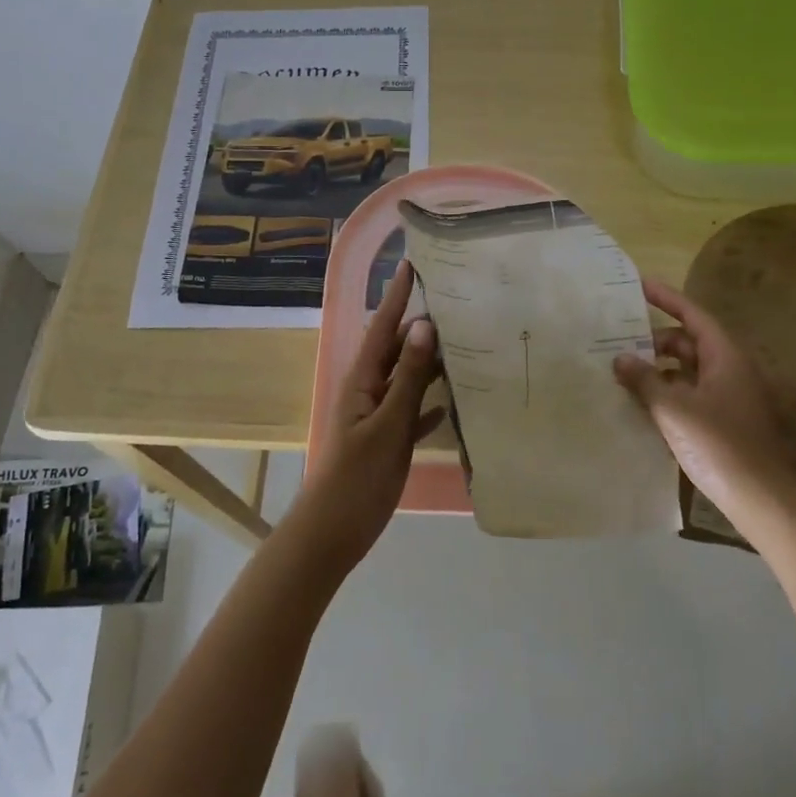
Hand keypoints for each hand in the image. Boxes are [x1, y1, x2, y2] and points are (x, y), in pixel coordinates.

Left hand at [293, 262, 445, 570]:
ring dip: (429, 363)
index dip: (397, 296)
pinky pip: (410, 411)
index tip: (412, 264)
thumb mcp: (387, 425)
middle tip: (456, 304)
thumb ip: (408, 378)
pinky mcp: (385, 440)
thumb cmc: (358, 477)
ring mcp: (376, 416)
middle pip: (397, 350)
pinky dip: (428, 404)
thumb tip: (424, 326)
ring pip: (406, 379)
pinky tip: (451, 402)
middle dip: (421, 327)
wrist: (333, 532)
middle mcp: (368, 390)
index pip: (383, 327)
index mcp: (362, 380)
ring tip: (462, 344)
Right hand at [612, 279, 795, 523]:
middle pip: (689, 342)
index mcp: (725, 357)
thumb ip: (644, 379)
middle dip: (654, 339)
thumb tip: (620, 358)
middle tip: (619, 339)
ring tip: (622, 371)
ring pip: (688, 370)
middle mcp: (730, 370)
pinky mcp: (723, 422)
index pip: (694, 315)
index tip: (640, 285)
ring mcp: (728, 397)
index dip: (667, 298)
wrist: (760, 499)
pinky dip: (666, 391)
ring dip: (657, 368)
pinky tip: (640, 402)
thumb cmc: (718, 444)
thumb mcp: (674, 408)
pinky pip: (689, 393)